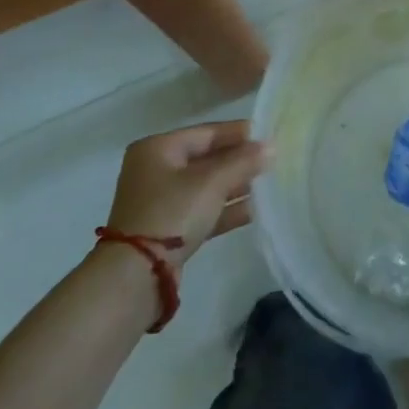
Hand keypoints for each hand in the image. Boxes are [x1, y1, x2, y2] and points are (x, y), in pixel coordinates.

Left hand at [105, 121, 270, 268]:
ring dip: (235, 186)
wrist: (136, 275)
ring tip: (269, 185)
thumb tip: (270, 147)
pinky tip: (254, 210)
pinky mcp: (168, 230)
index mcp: (158, 149)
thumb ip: (243, 161)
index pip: (206, 133)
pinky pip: (203, 211)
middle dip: (239, 161)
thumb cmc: (172, 212)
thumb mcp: (211, 182)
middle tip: (272, 161)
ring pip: (206, 187)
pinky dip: (226, 210)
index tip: (268, 135)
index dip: (238, 133)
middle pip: (206, 159)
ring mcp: (161, 202)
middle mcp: (156, 171)